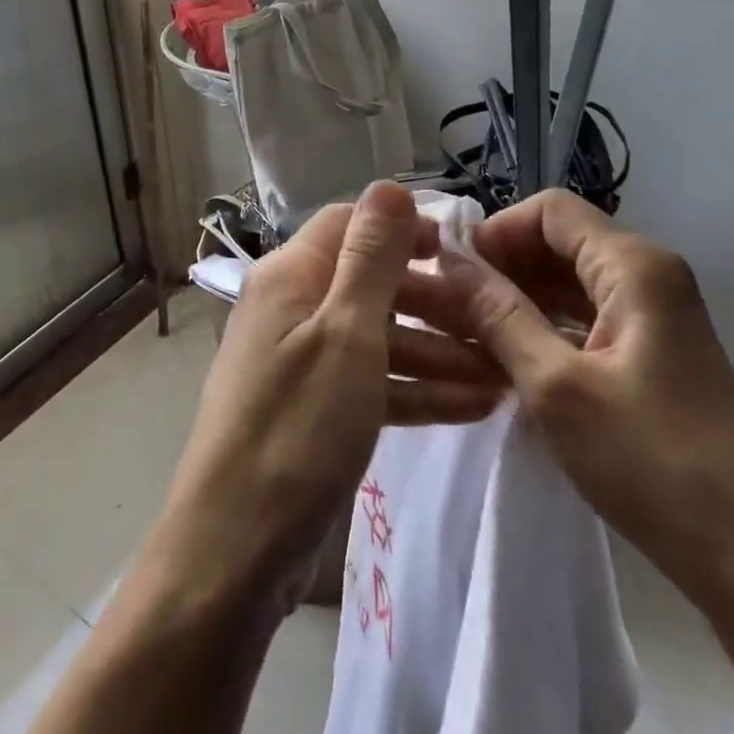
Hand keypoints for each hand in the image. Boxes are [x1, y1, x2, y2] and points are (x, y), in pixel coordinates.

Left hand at [150, 182, 505, 616]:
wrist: (235, 548)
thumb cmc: (298, 428)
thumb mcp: (346, 333)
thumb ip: (371, 257)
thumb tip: (389, 185)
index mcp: (289, 276)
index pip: (349, 225)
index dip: (404, 232)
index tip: (461, 254)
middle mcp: (288, 309)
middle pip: (368, 284)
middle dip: (432, 302)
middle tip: (493, 326)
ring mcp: (296, 362)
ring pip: (374, 339)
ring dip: (433, 353)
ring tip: (498, 378)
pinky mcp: (308, 410)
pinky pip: (366, 383)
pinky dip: (412, 390)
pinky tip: (469, 407)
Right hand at [413, 190, 733, 592]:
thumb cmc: (649, 462)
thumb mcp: (555, 386)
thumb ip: (499, 315)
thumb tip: (451, 261)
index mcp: (635, 266)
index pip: (550, 210)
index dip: (497, 231)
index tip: (456, 275)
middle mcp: (650, 275)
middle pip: (561, 241)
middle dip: (504, 267)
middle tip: (455, 310)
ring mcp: (656, 314)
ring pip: (571, 281)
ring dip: (520, 299)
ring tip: (472, 336)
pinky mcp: (654, 350)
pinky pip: (588, 316)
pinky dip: (547, 326)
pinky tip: (513, 359)